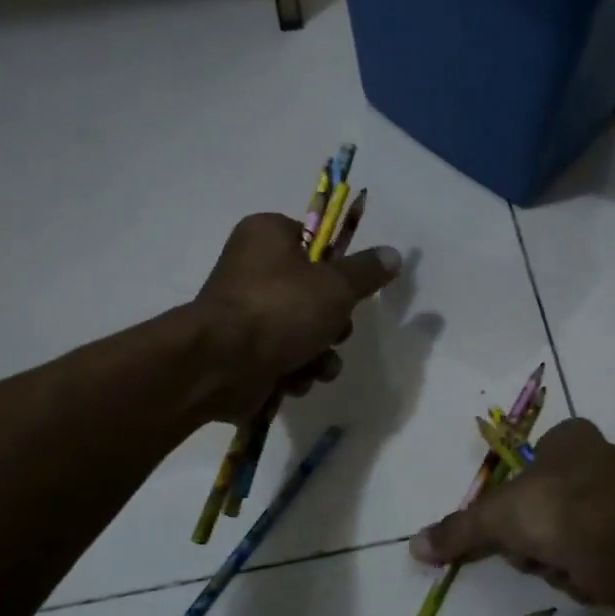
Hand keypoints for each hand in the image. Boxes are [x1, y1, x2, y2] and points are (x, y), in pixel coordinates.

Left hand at [192, 213, 400, 422]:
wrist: (220, 364)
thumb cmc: (280, 309)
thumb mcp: (337, 285)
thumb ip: (367, 271)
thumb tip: (393, 254)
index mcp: (267, 235)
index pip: (314, 241)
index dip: (337, 268)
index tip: (349, 289)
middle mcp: (252, 269)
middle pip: (313, 293)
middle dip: (332, 323)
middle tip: (334, 332)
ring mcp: (245, 313)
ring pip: (303, 331)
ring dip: (319, 354)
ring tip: (316, 365)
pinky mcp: (242, 352)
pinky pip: (282, 358)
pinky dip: (294, 371)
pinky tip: (294, 380)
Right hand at [410, 419, 614, 604]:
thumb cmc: (552, 508)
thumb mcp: (492, 517)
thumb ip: (456, 530)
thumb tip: (415, 545)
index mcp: (572, 438)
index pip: (541, 455)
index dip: (522, 489)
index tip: (512, 517)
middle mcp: (603, 459)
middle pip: (551, 498)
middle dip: (535, 529)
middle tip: (527, 545)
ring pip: (571, 528)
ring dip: (556, 552)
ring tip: (554, 562)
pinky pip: (594, 552)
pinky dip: (581, 569)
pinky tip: (577, 575)